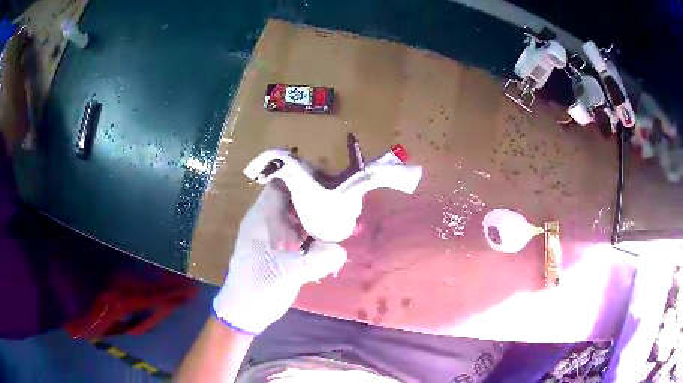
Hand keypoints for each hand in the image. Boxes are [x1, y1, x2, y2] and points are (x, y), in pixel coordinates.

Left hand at [212, 182, 347, 334]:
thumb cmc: (258, 287)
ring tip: (340, 214)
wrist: (244, 310)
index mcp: (262, 217)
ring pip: (296, 214)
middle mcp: (266, 220)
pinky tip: (330, 238)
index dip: (301, 176)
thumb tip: (341, 250)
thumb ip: (315, 261)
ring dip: (315, 213)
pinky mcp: (279, 249)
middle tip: (340, 197)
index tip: (327, 179)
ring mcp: (272, 234)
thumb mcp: (287, 274)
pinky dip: (313, 231)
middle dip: (315, 194)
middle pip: (291, 196)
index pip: (280, 183)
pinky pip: (298, 231)